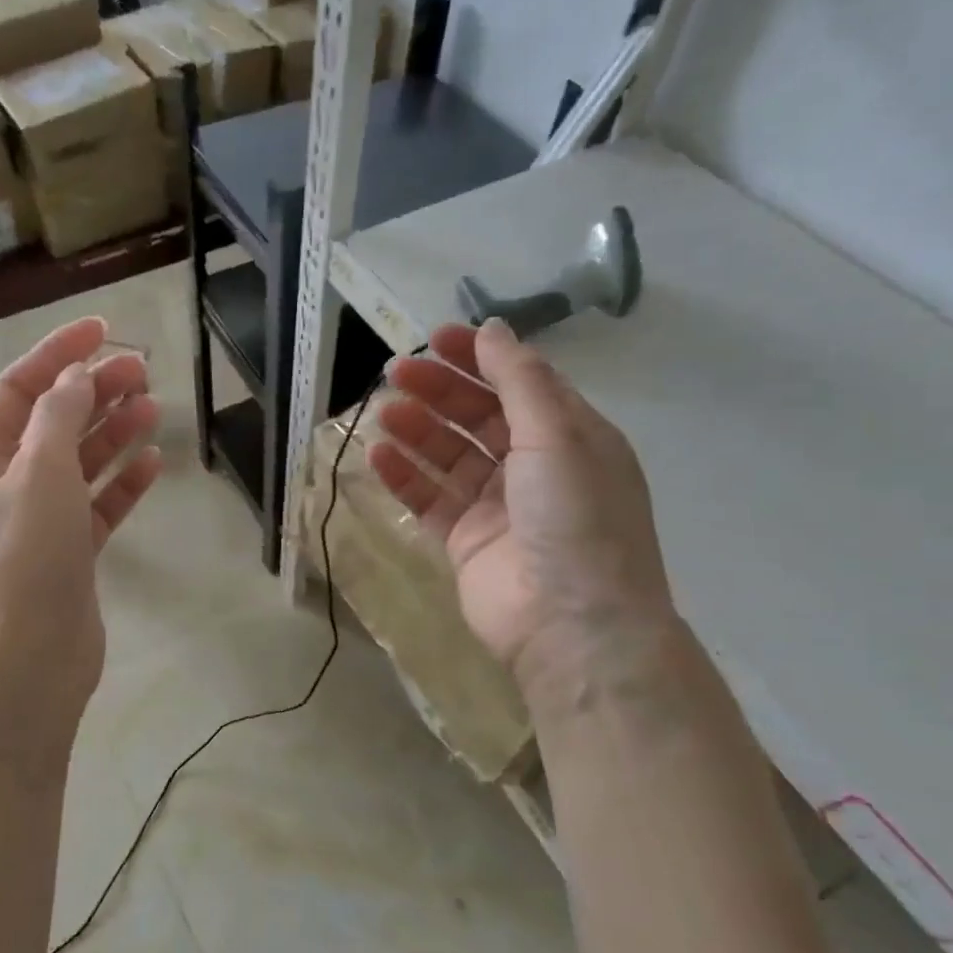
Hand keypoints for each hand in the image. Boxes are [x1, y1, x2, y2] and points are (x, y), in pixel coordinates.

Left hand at [0, 317, 161, 709]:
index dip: (58, 353)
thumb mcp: (39, 474)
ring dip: (113, 432)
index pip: (20, 388)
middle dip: (94, 392)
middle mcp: (7, 484)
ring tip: (153, 408)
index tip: (104, 329)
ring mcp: (40, 521)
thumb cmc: (25, 559)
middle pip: (54, 422)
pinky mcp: (70, 553)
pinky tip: (152, 463)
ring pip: (80, 462)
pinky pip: (98, 505)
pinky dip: (122, 483)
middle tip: (142, 371)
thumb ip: (58, 417)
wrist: (27, 661)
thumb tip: (75, 376)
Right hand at [368, 320, 673, 698]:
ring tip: (383, 412)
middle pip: (478, 416)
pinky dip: (404, 476)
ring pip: (449, 456)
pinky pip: (429, 498)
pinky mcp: (465, 540)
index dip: (479, 359)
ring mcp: (497, 506)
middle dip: (439, 391)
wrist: (572, 624)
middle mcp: (534, 467)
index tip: (436, 339)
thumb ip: (521, 380)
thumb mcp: (558, 435)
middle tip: (395, 372)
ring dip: (417, 430)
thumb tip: (493, 328)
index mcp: (570, 437)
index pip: (519, 384)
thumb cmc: (575, 518)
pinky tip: (377, 456)